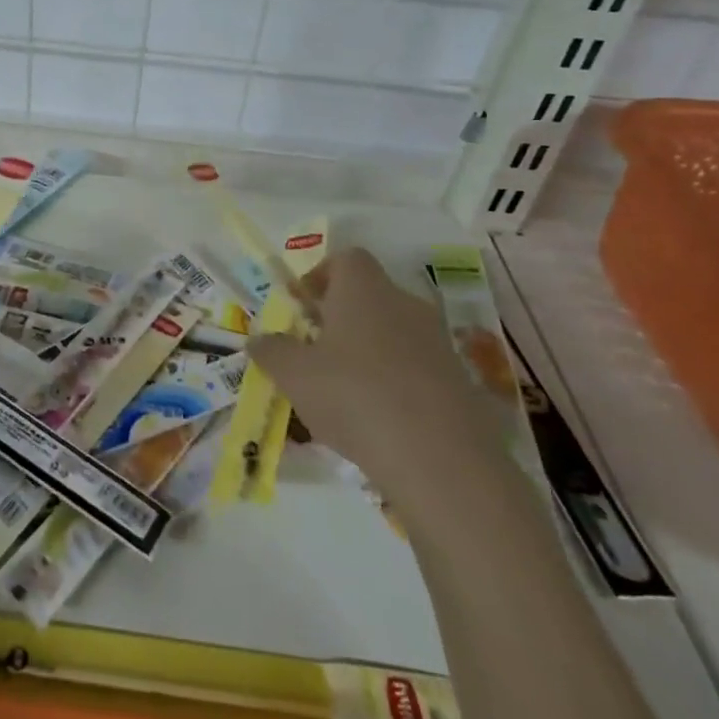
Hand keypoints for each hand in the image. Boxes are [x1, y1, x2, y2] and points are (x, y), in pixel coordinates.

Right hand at [248, 248, 512, 528]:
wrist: (441, 461)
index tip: (302, 306)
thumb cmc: (354, 396)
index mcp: (364, 290)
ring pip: (393, 334)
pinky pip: (416, 369)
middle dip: (340, 318)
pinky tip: (377, 421)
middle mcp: (405, 304)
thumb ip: (271, 351)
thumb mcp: (293, 375)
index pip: (346, 258)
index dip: (321, 275)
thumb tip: (259, 340)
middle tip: (314, 351)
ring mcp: (438, 343)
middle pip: (370, 296)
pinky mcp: (459, 382)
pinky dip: (394, 383)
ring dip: (367, 352)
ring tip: (341, 392)